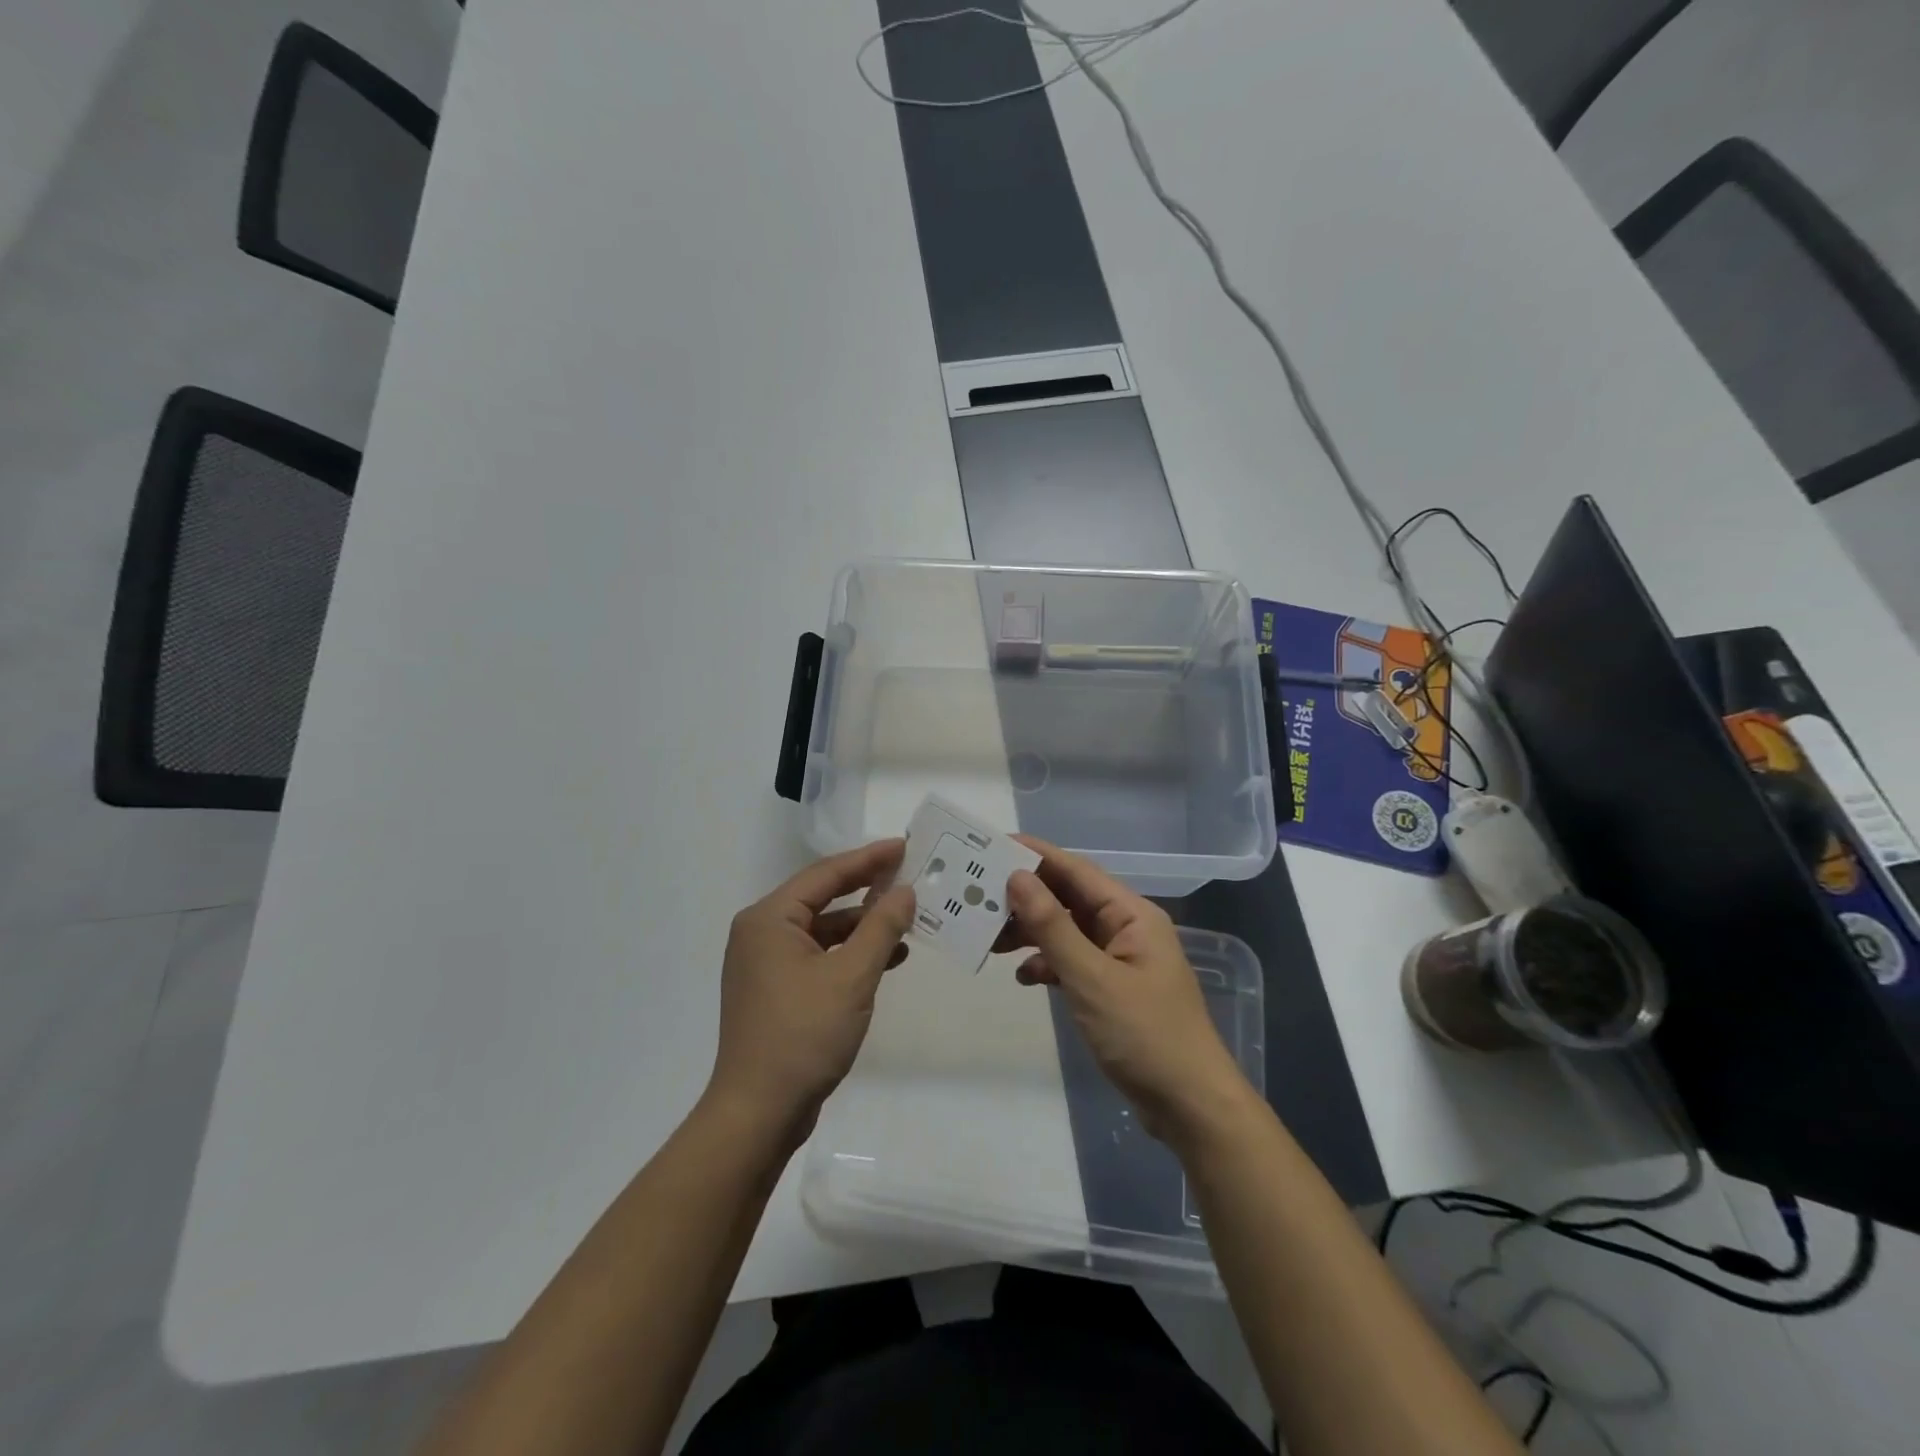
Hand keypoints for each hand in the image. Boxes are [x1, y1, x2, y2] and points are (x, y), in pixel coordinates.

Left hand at [707, 840, 915, 1144]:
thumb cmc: (803, 1034)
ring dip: (863, 927)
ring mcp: (766, 965)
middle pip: (823, 899)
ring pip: (823, 931)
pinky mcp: (776, 992)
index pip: (825, 874)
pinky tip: (887, 959)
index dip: (868, 859)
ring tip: (907, 922)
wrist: (758, 1114)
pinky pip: (819, 958)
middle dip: (867, 891)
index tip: (903, 846)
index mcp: (769, 919)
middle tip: (908, 876)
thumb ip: (881, 927)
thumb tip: (904, 891)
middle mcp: (762, 934)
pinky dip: (850, 955)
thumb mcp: (852, 976)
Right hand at [1000, 839, 1253, 1142]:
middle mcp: (1126, 929)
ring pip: (1067, 931)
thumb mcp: (1091, 978)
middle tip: (979, 899)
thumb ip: (1052, 927)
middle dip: (1026, 898)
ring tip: (990, 940)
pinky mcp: (1112, 990)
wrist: (1189, 1107)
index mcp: (1131, 915)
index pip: (1076, 870)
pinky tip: (1024, 977)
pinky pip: (1072, 962)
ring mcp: (1120, 960)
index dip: (1035, 855)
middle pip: (1069, 899)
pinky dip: (1047, 964)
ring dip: (1032, 933)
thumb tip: (1017, 877)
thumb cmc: (1145, 1035)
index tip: (992, 847)